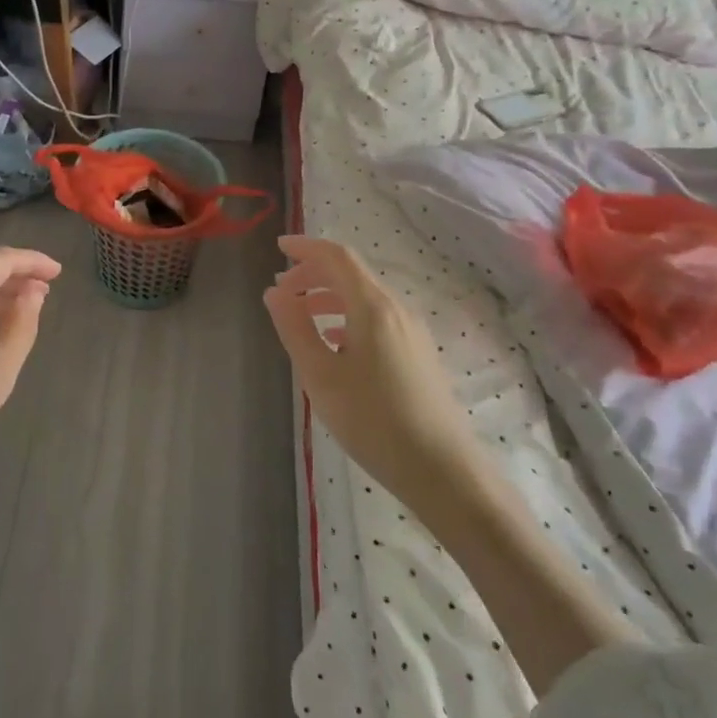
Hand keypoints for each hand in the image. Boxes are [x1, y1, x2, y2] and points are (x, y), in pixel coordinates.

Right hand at [266, 236, 633, 692]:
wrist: (442, 470)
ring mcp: (412, 331)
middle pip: (351, 274)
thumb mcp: (320, 375)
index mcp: (373, 307)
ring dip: (329, 296)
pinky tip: (334, 344)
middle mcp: (397, 309)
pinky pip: (377, 317)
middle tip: (281, 292)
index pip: (337, 257)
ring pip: (364, 297)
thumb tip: (274, 292)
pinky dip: (347, 315)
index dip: (306, 246)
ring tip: (300, 315)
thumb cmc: (373, 420)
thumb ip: (294, 327)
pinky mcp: (418, 353)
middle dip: (313, 274)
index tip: (278, 247)